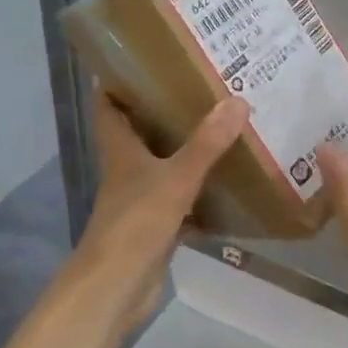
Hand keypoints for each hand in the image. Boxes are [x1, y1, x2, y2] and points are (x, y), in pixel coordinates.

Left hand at [64, 86, 250, 342]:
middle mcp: (127, 170)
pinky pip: (183, 199)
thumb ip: (206, 144)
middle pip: (141, 132)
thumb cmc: (135, 224)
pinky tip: (230, 184)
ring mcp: (141, 199)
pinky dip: (202, 192)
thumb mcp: (175, 179)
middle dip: (165, 110)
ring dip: (187, 149)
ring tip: (223, 125)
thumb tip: (238, 101)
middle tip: (202, 87)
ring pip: (164, 165)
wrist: (116, 289)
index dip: (118, 80)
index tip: (144, 58)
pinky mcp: (157, 226)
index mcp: (121, 150)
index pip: (109, 106)